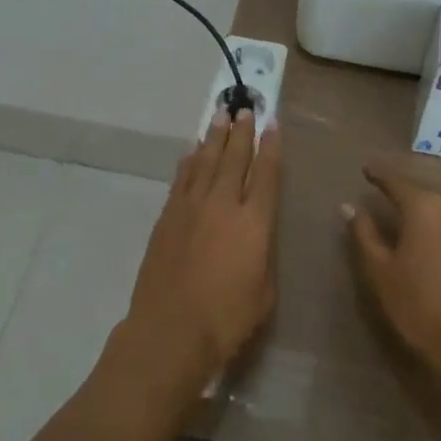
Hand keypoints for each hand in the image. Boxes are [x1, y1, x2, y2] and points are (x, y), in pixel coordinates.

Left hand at [120, 110, 281, 400]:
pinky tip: (193, 151)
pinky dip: (189, 161)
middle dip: (242, 132)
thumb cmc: (226, 320)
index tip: (273, 124)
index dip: (271, 147)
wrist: (170, 331)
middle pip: (235, 158)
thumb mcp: (264, 292)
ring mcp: (192, 207)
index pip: (267, 175)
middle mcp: (224, 204)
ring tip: (221, 116)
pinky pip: (182, 178)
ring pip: (206, 161)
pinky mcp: (168, 216)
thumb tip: (258, 233)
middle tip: (246, 108)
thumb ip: (263, 254)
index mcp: (254, 222)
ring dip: (214, 137)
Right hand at [346, 159, 440, 378]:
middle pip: (423, 189)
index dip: (379, 174)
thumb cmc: (421, 306)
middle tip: (385, 191)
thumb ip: (364, 233)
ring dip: (426, 207)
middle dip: (404, 190)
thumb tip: (350, 206)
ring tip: (410, 214)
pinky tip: (436, 239)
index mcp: (425, 205)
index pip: (396, 181)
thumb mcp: (381, 271)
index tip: (366, 169)